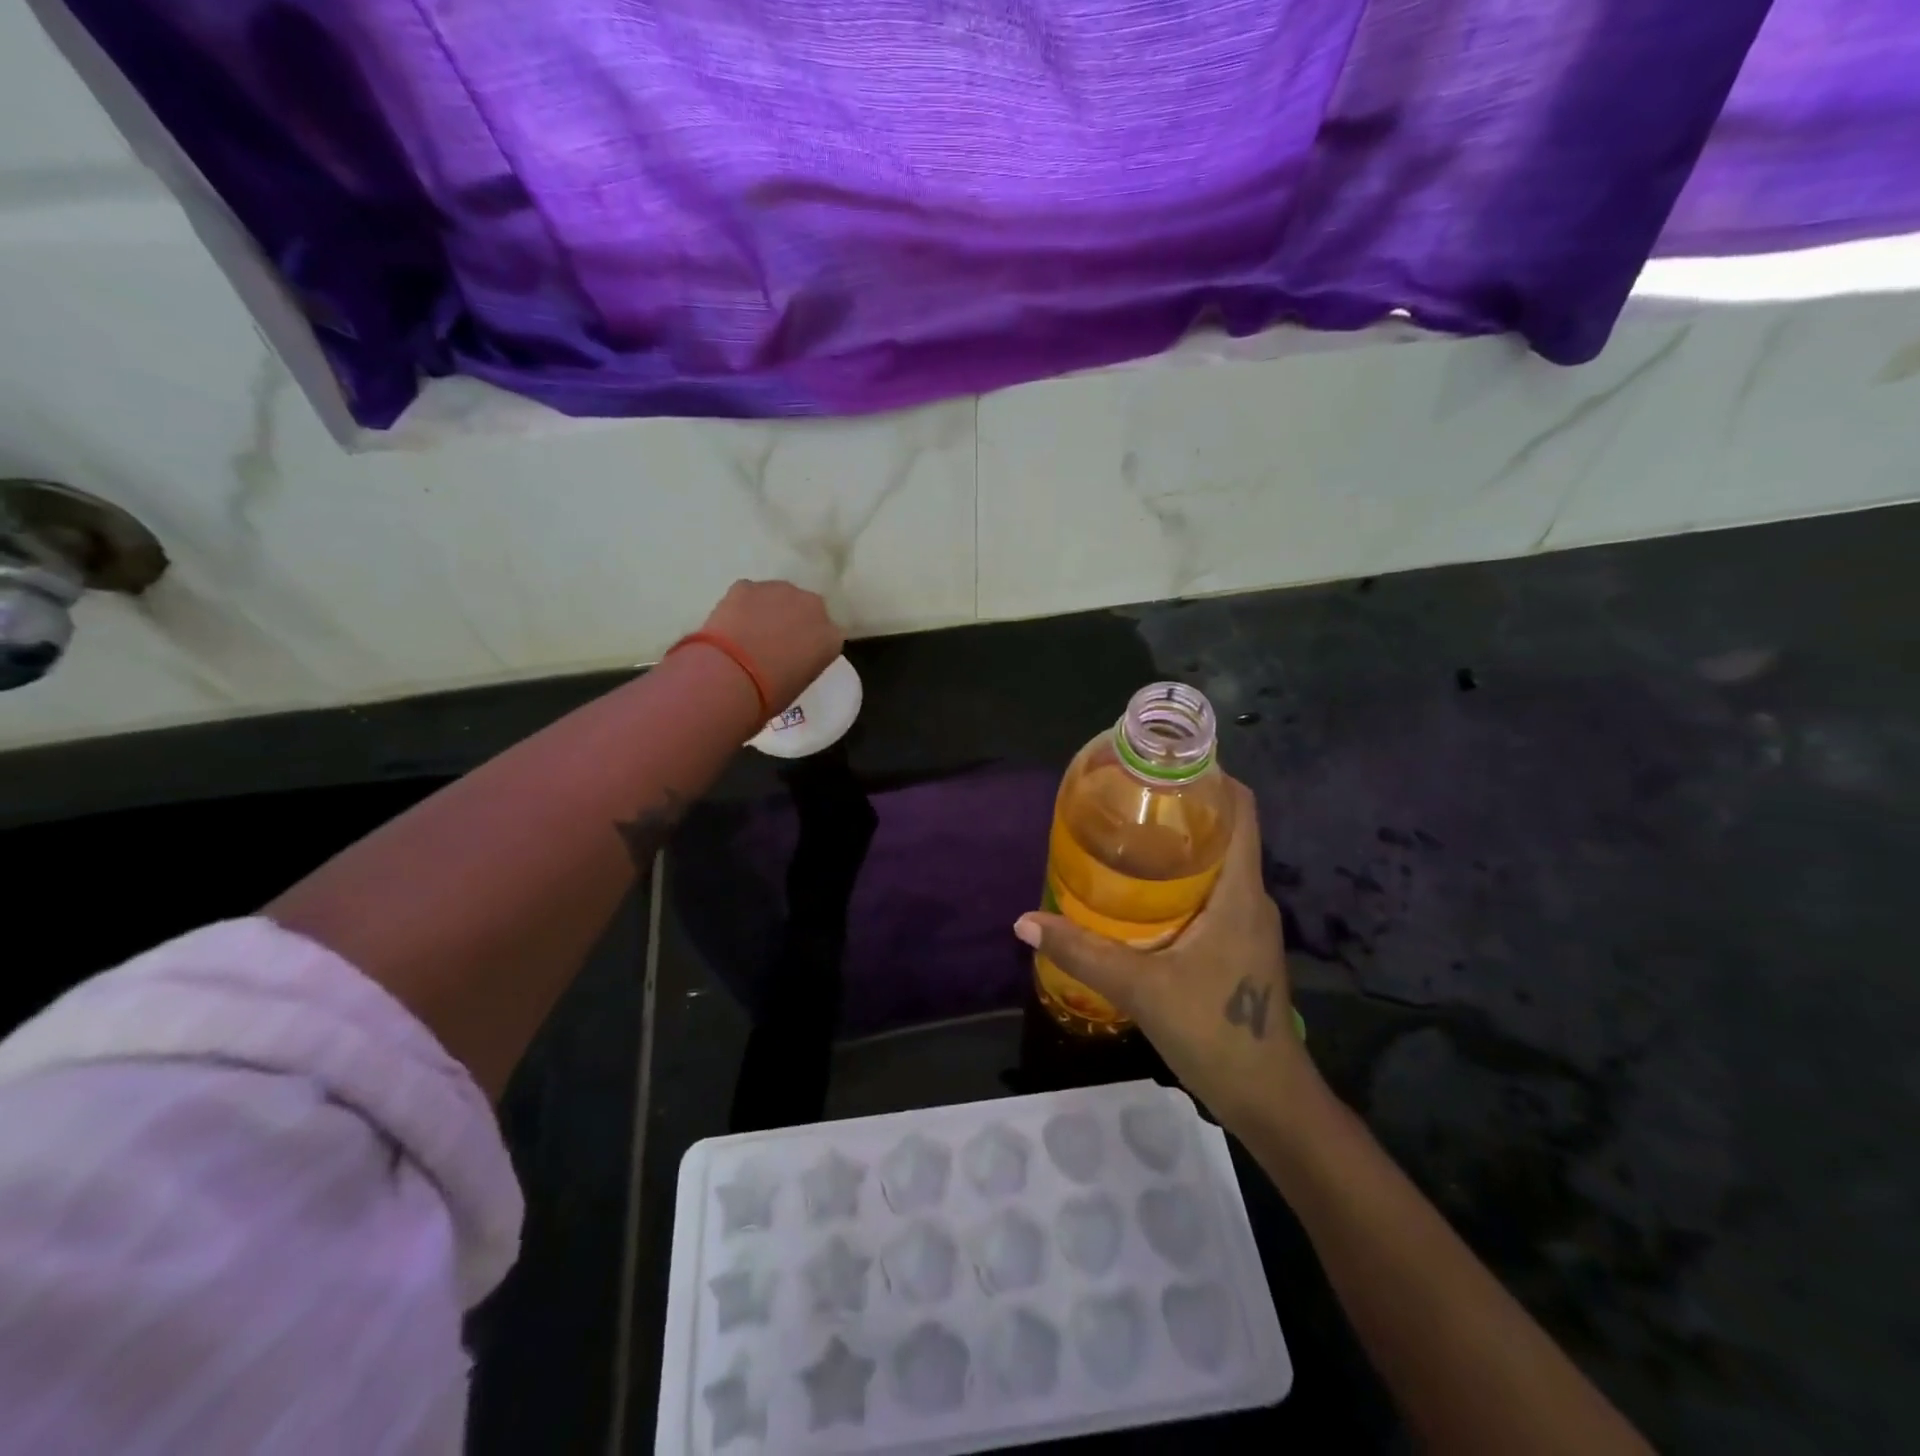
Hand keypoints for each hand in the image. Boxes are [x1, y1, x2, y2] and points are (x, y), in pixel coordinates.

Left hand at [700, 579, 844, 713]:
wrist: (731, 676)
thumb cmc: (770, 693)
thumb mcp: (800, 682)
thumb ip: (803, 661)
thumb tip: (789, 657)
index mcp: (831, 637)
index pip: (827, 636)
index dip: (810, 644)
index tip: (796, 656)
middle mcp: (813, 607)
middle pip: (807, 609)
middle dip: (793, 620)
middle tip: (772, 643)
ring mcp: (781, 591)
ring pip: (778, 596)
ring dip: (769, 610)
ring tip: (748, 633)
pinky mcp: (747, 585)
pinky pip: (749, 594)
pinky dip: (742, 606)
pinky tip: (730, 625)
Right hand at [1015, 777, 1315, 1123]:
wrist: (1268, 1099)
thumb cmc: (1215, 1031)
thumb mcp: (1141, 988)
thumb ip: (1082, 952)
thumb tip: (1024, 920)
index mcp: (1239, 891)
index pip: (1241, 810)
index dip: (1212, 776)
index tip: (1164, 762)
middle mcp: (1250, 898)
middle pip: (1224, 832)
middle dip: (1180, 809)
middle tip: (1125, 798)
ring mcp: (1247, 925)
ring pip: (1216, 866)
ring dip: (1177, 848)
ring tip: (1124, 836)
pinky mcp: (1238, 948)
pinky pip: (1211, 896)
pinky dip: (1179, 882)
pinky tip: (1139, 895)